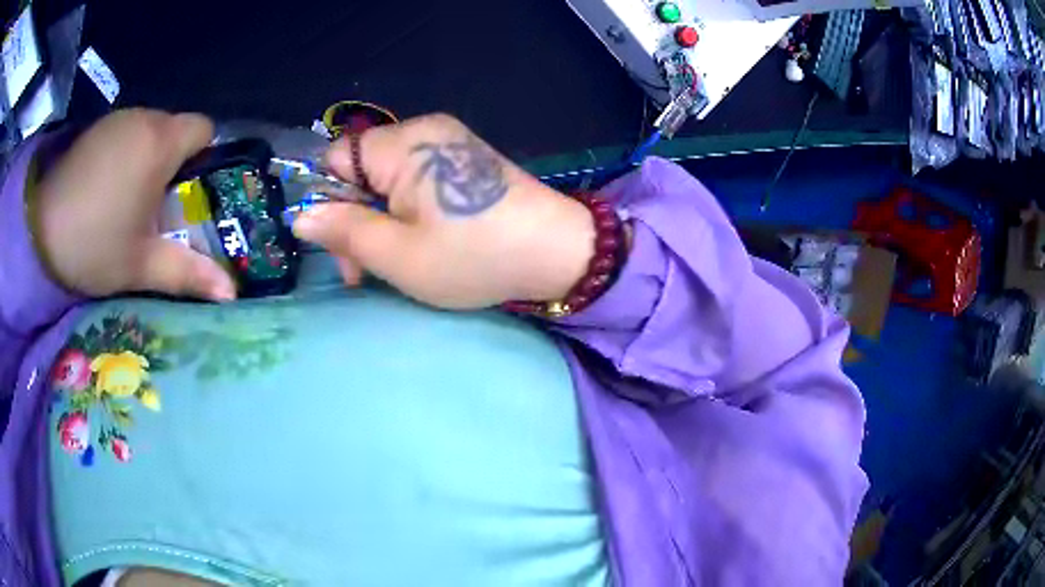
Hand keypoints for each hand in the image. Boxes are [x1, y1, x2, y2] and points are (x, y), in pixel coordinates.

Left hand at [33, 109, 235, 300]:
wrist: (38, 232)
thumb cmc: (93, 245)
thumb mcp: (141, 266)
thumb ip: (187, 274)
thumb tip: (232, 295)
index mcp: (161, 142)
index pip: (205, 129)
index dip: (206, 157)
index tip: (190, 193)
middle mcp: (144, 118)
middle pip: (176, 130)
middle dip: (175, 164)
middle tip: (158, 208)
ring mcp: (117, 119)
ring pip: (149, 131)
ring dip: (148, 160)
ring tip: (128, 201)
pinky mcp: (96, 128)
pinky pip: (125, 133)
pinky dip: (125, 155)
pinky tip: (107, 189)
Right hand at [292, 114, 595, 309]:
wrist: (557, 253)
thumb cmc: (474, 256)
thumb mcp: (397, 254)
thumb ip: (343, 231)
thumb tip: (301, 217)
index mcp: (403, 144)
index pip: (337, 158)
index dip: (331, 202)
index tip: (345, 247)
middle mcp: (425, 130)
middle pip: (362, 170)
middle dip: (357, 218)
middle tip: (367, 270)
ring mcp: (450, 143)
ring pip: (388, 179)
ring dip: (382, 221)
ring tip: (400, 262)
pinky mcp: (467, 160)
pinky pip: (418, 180)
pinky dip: (410, 212)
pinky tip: (425, 242)